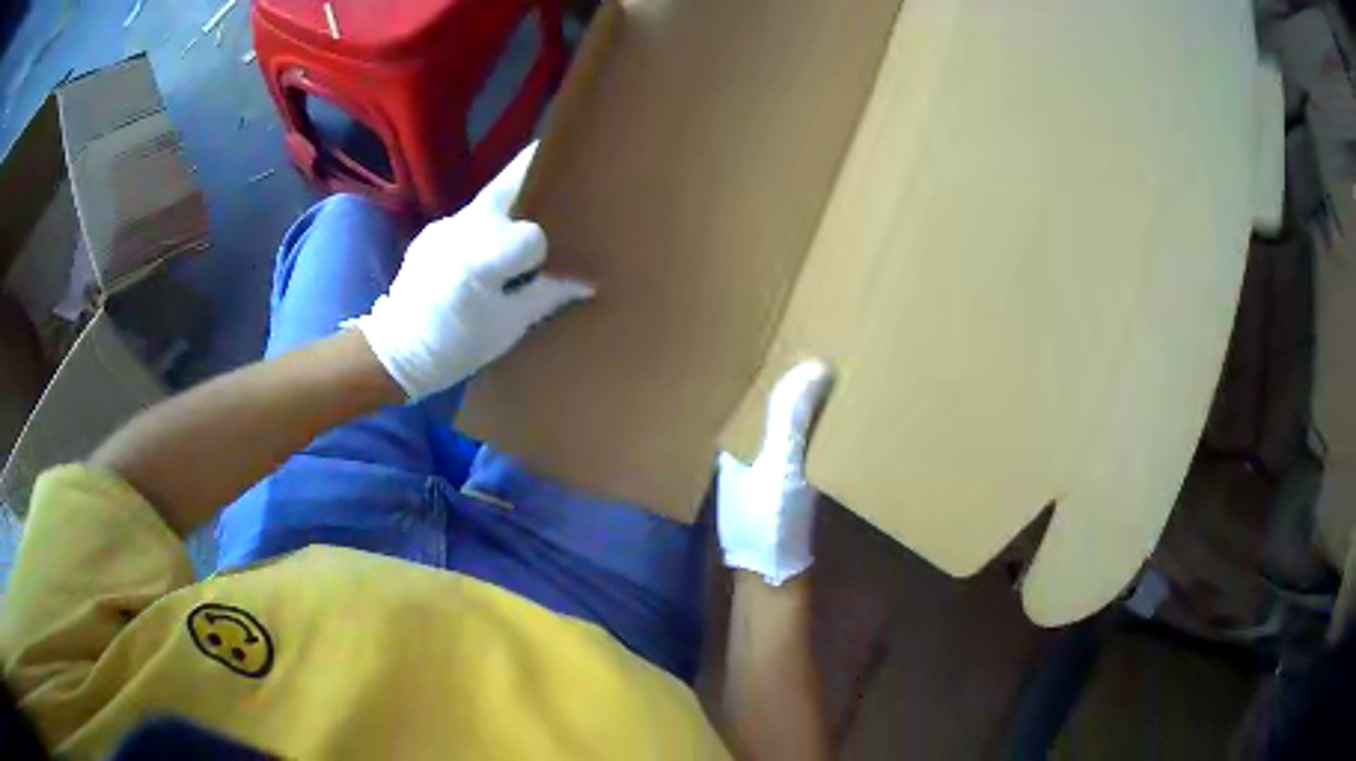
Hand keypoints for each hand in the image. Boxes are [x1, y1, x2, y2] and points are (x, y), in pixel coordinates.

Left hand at [349, 144, 593, 400]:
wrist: (395, 351)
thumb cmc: (455, 346)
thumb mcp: (507, 327)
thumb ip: (548, 295)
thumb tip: (588, 284)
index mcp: (483, 257)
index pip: (533, 235)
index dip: (542, 253)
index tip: (541, 272)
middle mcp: (463, 228)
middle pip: (510, 186)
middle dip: (533, 183)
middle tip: (556, 182)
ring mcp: (444, 226)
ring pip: (489, 200)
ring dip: (509, 208)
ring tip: (517, 233)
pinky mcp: (432, 231)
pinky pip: (469, 219)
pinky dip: (485, 227)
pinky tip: (481, 255)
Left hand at [717, 360, 833, 584]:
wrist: (774, 581)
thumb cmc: (771, 520)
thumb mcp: (780, 463)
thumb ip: (791, 417)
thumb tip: (812, 365)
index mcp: (736, 445)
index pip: (759, 398)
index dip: (783, 376)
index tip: (813, 351)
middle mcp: (745, 459)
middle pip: (773, 416)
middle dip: (797, 393)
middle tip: (833, 365)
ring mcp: (763, 482)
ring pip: (786, 436)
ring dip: (807, 416)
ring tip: (839, 391)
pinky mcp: (784, 501)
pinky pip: (800, 458)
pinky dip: (814, 442)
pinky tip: (835, 437)